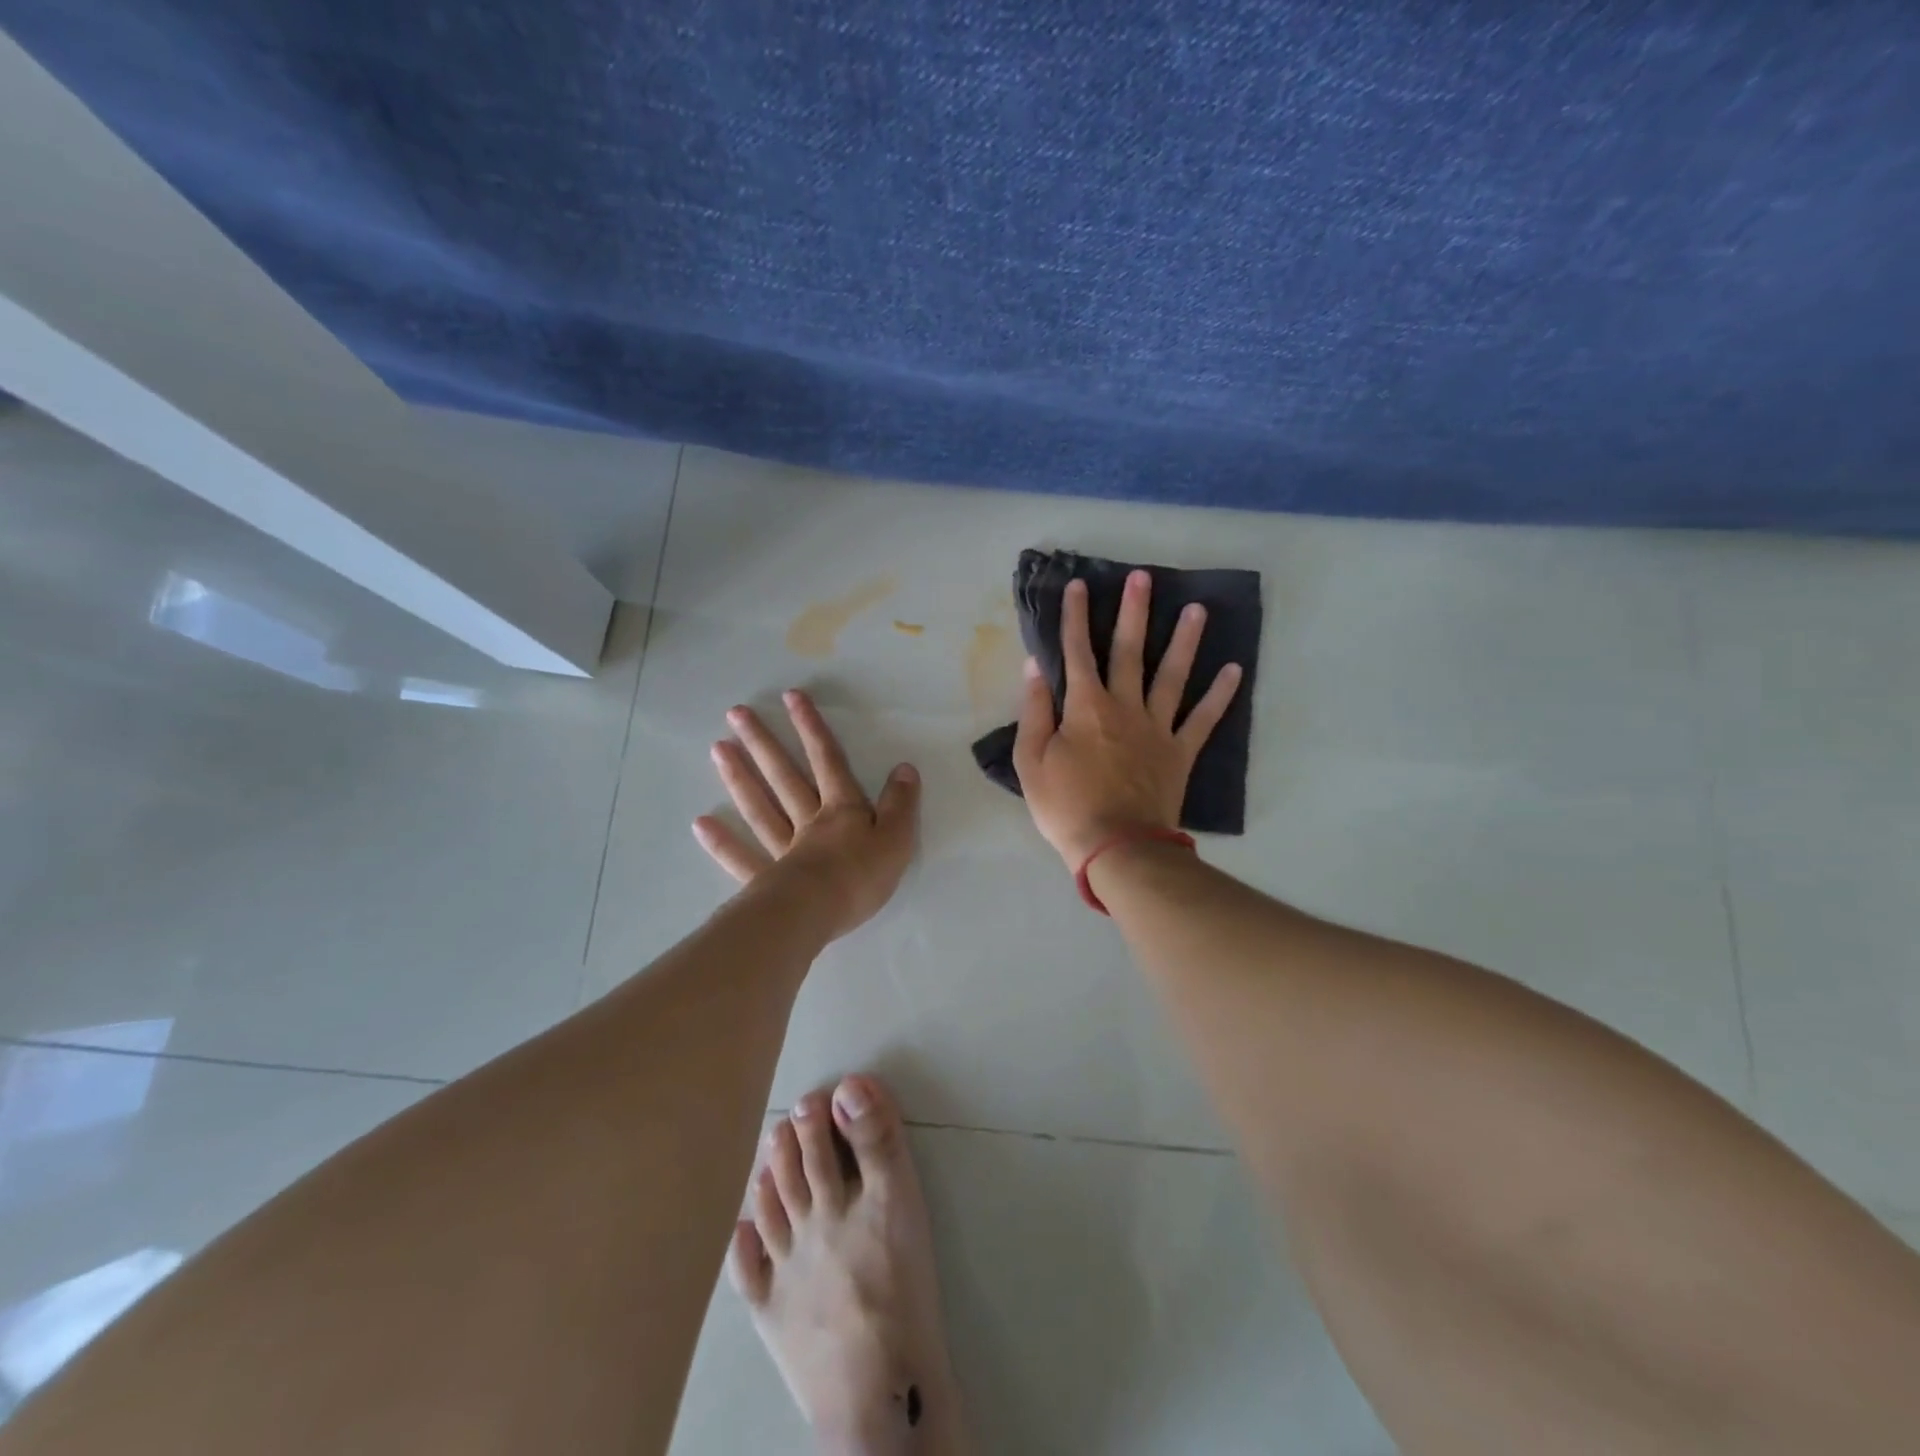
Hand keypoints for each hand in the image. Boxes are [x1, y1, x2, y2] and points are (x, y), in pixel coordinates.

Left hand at [693, 689, 920, 938]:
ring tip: (717, 748)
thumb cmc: (861, 877)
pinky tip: (700, 823)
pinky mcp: (766, 880)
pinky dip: (722, 842)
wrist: (819, 914)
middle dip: (764, 743)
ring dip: (739, 778)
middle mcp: (808, 821)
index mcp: (842, 810)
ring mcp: (783, 849)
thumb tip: (905, 768)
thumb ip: (900, 804)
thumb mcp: (897, 838)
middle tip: (736, 713)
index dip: (812, 728)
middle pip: (785, 776)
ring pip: (760, 807)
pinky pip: (742, 857)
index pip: (828, 761)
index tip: (790, 697)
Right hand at [1013, 571, 1241, 868]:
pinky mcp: (1180, 752)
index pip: (1077, 652)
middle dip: (1133, 612)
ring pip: (1172, 675)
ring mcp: (1157, 728)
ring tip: (1197, 608)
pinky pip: (1203, 719)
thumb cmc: (1065, 806)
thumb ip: (1035, 711)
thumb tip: (1035, 667)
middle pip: (1129, 651)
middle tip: (1142, 577)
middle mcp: (1124, 707)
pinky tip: (1234, 670)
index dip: (1074, 617)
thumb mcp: (1031, 760)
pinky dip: (1220, 695)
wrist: (1116, 847)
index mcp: (1085, 707)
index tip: (1077, 585)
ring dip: (1184, 640)